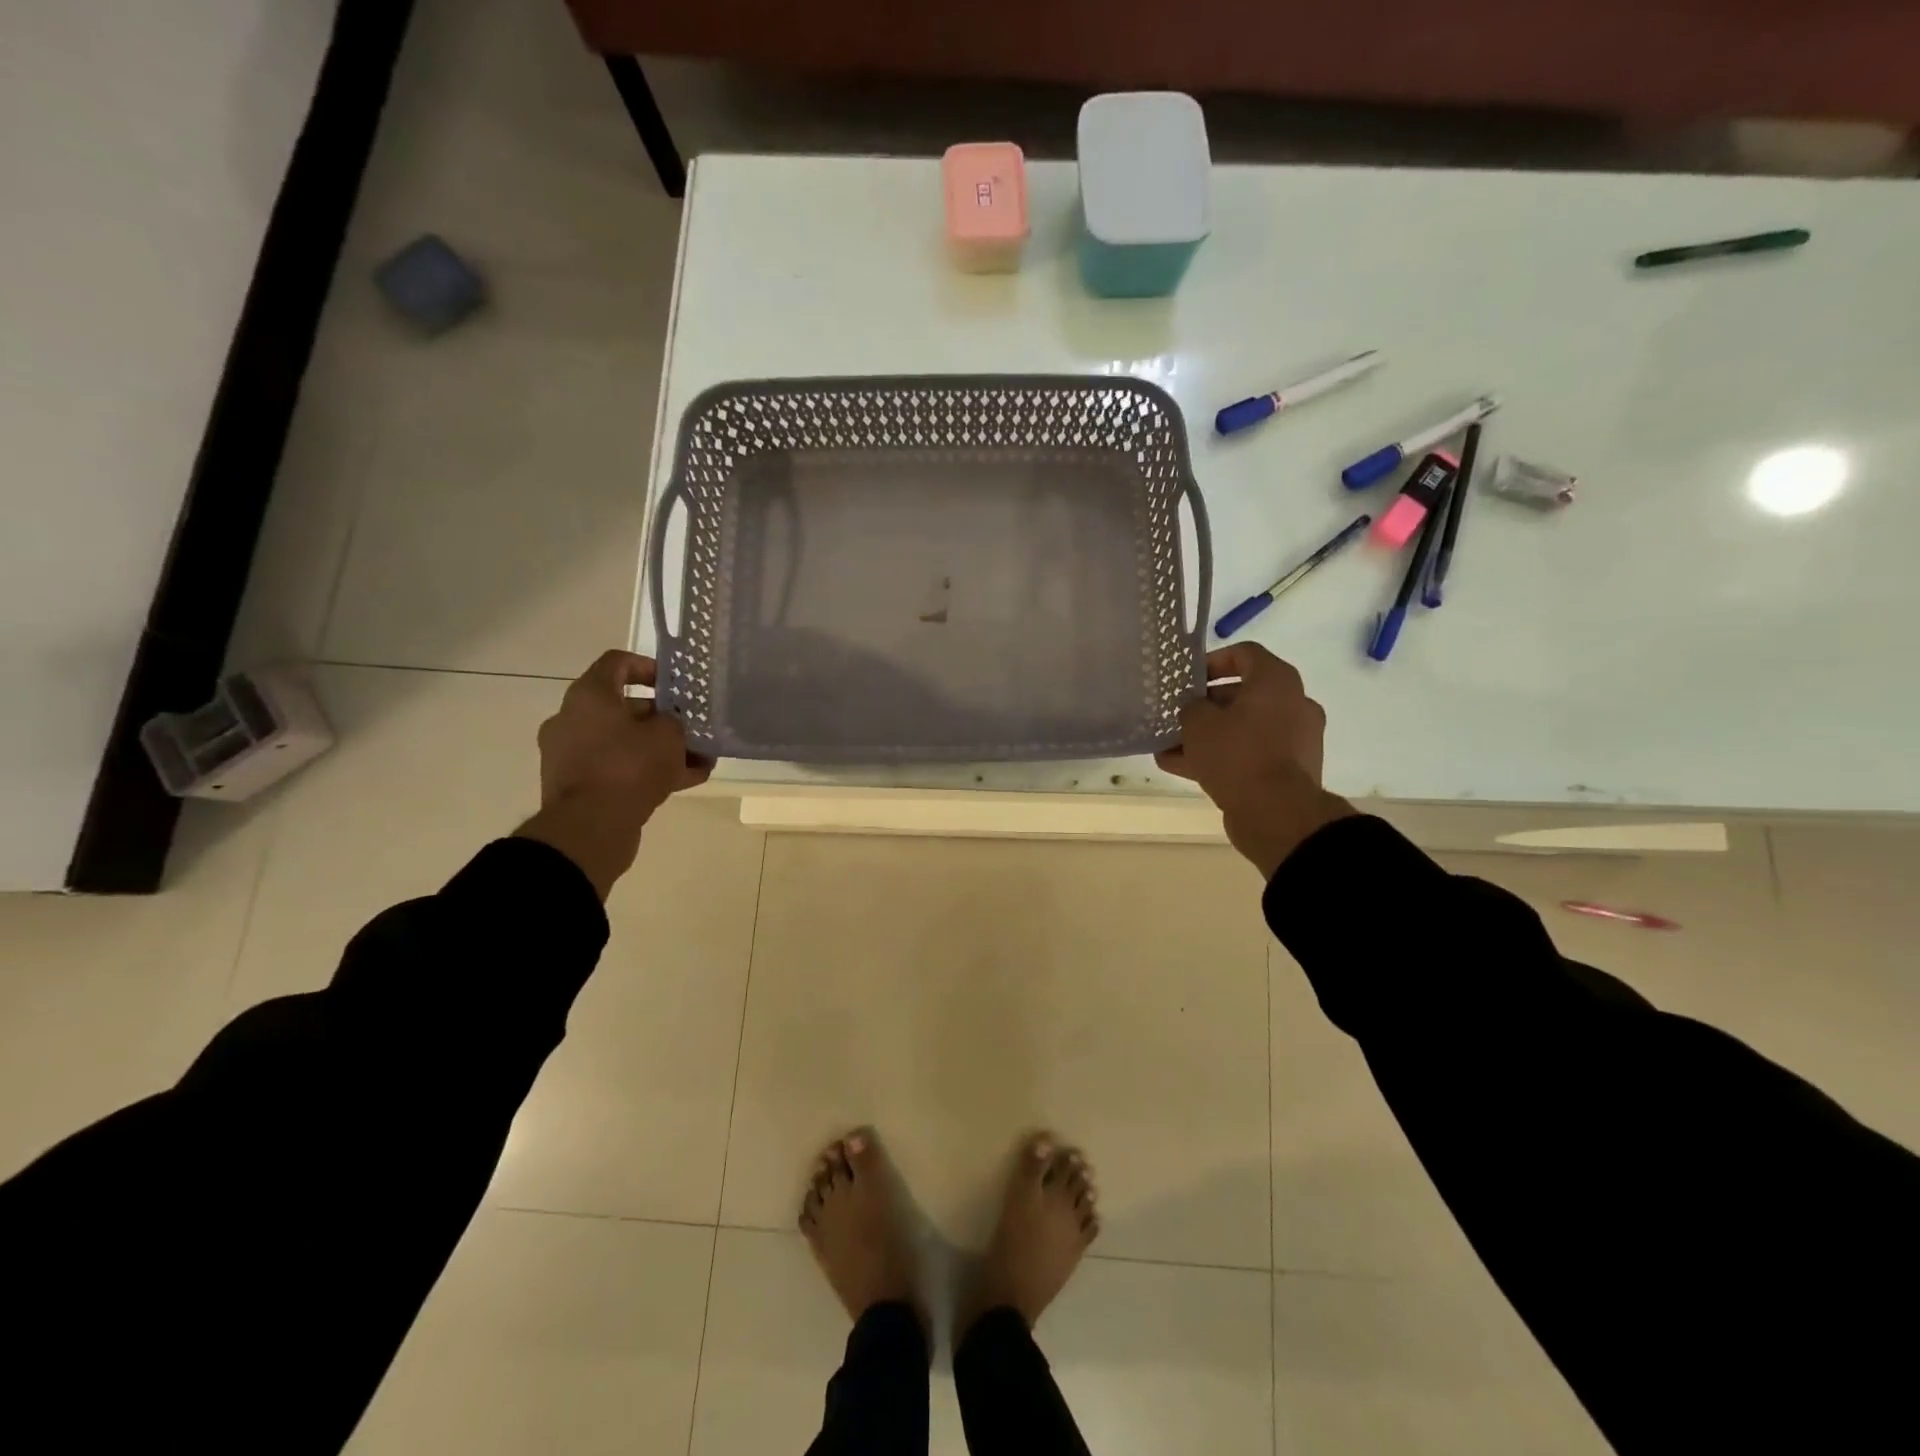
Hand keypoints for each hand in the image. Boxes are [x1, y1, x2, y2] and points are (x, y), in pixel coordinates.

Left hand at [516, 651, 711, 899]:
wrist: (590, 827)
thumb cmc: (629, 766)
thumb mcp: (668, 735)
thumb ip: (674, 721)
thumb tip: (670, 724)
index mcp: (589, 696)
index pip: (617, 663)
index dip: (649, 667)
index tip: (674, 684)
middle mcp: (573, 719)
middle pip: (623, 707)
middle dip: (662, 717)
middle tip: (692, 727)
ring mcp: (571, 754)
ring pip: (624, 742)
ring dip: (659, 748)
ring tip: (698, 759)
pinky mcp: (579, 785)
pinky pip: (618, 769)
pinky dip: (647, 771)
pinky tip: (685, 781)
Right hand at [1155, 643, 1354, 879]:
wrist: (1276, 813)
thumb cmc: (1237, 753)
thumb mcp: (1198, 723)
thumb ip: (1191, 708)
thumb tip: (1194, 710)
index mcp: (1277, 682)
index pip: (1245, 654)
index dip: (1213, 661)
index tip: (1189, 679)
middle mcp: (1293, 704)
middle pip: (1243, 695)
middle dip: (1206, 706)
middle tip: (1177, 715)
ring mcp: (1294, 739)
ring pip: (1243, 729)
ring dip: (1208, 735)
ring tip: (1169, 746)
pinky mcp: (1288, 770)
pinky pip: (1249, 754)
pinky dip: (1221, 757)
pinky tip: (1182, 768)